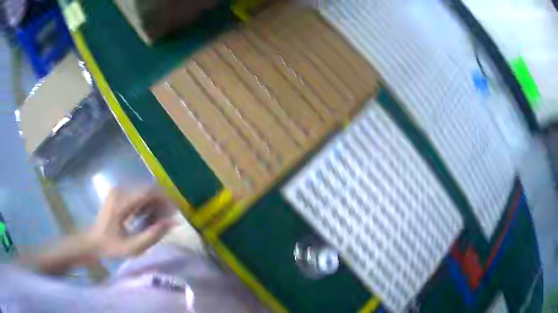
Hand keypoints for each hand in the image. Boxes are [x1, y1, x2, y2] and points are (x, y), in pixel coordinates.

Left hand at [86, 187, 174, 258]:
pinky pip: (137, 196)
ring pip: (144, 193)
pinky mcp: (118, 194)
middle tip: (165, 223)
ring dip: (154, 206)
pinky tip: (146, 220)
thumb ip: (153, 235)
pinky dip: (146, 207)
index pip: (149, 192)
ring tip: (156, 224)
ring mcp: (118, 191)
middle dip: (160, 205)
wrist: (93, 242)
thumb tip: (173, 222)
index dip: (165, 200)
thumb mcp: (133, 247)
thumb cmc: (111, 247)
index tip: (175, 213)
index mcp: (121, 201)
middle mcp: (120, 190)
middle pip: (148, 191)